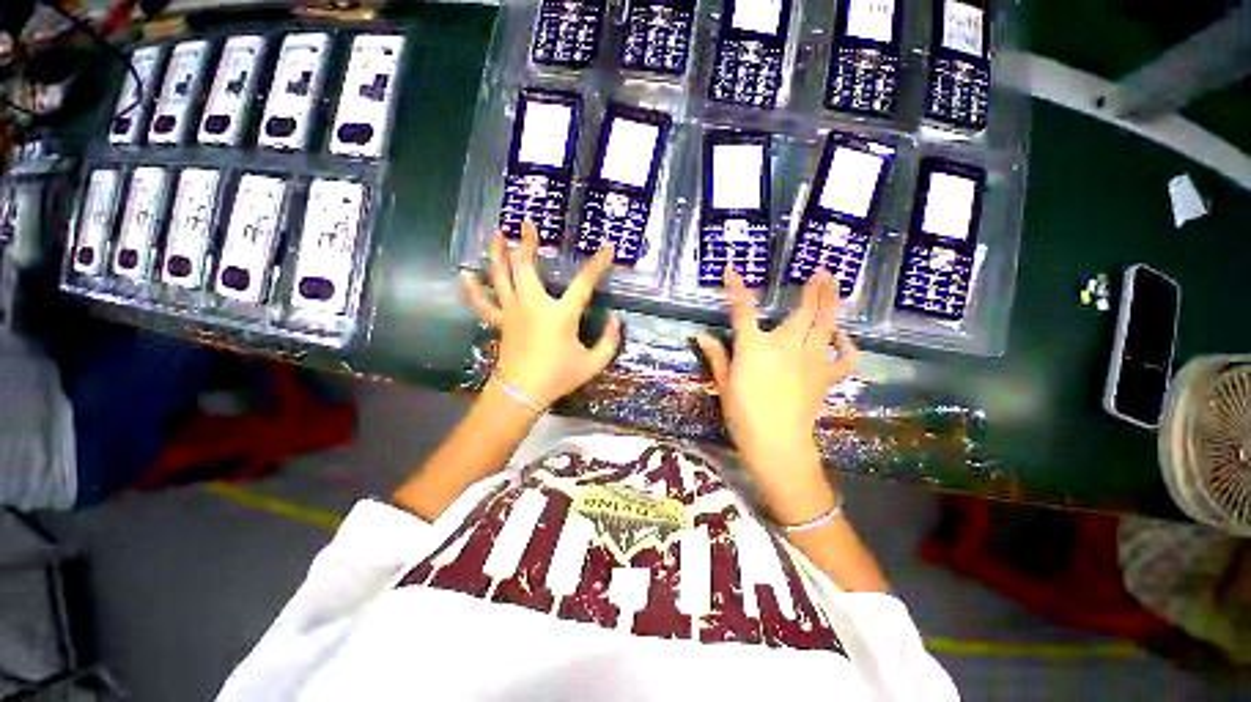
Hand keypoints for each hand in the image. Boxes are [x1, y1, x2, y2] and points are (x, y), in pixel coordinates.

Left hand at [461, 222, 620, 409]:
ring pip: (501, 276)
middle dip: (527, 243)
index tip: (607, 248)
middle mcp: (534, 305)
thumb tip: (617, 321)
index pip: (584, 283)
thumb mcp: (593, 363)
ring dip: (499, 253)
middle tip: (527, 224)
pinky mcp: (500, 322)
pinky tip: (466, 274)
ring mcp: (513, 312)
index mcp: (561, 314)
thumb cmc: (558, 377)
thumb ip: (609, 342)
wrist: (522, 393)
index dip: (598, 264)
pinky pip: (483, 302)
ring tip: (497, 233)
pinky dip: (473, 288)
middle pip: (526, 267)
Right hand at [695, 269, 857, 520]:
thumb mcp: (724, 384)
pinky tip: (840, 335)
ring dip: (831, 302)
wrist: (776, 445)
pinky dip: (846, 344)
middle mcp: (785, 346)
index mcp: (755, 348)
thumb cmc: (743, 415)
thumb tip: (700, 335)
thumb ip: (716, 356)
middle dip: (812, 289)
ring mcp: (810, 361)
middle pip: (802, 312)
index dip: (736, 288)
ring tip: (833, 283)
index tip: (732, 270)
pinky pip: (844, 357)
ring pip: (825, 325)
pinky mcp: (825, 377)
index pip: (742, 310)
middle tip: (820, 271)